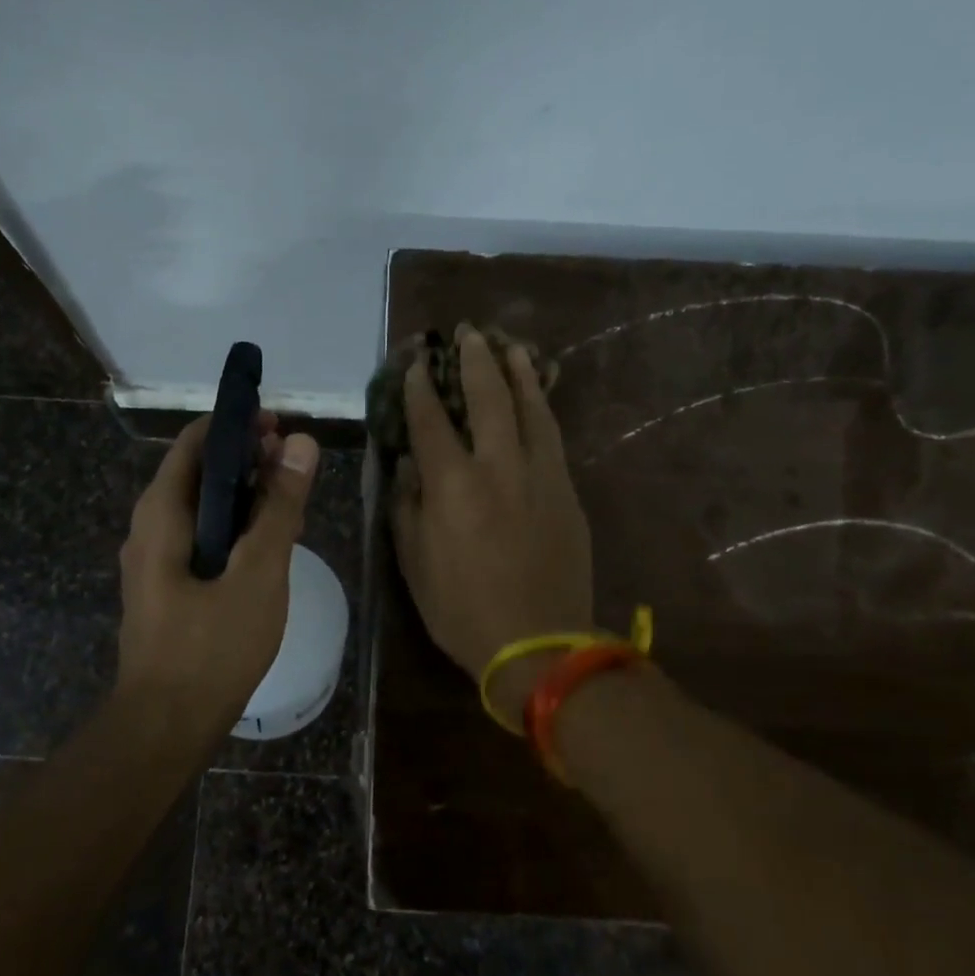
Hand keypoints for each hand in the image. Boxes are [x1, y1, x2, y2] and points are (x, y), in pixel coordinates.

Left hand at [116, 413, 320, 732]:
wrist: (166, 727)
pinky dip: (233, 527)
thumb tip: (301, 442)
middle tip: (294, 466)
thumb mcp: (258, 572)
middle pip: (198, 472)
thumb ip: (280, 507)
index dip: (237, 425)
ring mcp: (154, 560)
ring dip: (244, 495)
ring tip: (289, 501)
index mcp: (161, 513)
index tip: (280, 427)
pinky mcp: (166, 587)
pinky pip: (200, 538)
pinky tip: (266, 545)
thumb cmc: (212, 646)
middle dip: (246, 460)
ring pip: (202, 507)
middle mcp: (149, 527)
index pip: (195, 441)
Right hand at [391, 326, 593, 729]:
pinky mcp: (566, 490)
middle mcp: (497, 467)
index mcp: (452, 485)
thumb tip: (408, 467)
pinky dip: (542, 407)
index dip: (419, 388)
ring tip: (510, 344)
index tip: (414, 363)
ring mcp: (539, 475)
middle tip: (467, 332)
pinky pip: (552, 436)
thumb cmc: (462, 609)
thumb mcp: (414, 563)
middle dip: (474, 360)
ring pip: (530, 408)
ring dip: (517, 372)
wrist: (539, 643)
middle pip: (487, 398)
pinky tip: (537, 396)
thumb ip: (408, 507)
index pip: (431, 421)